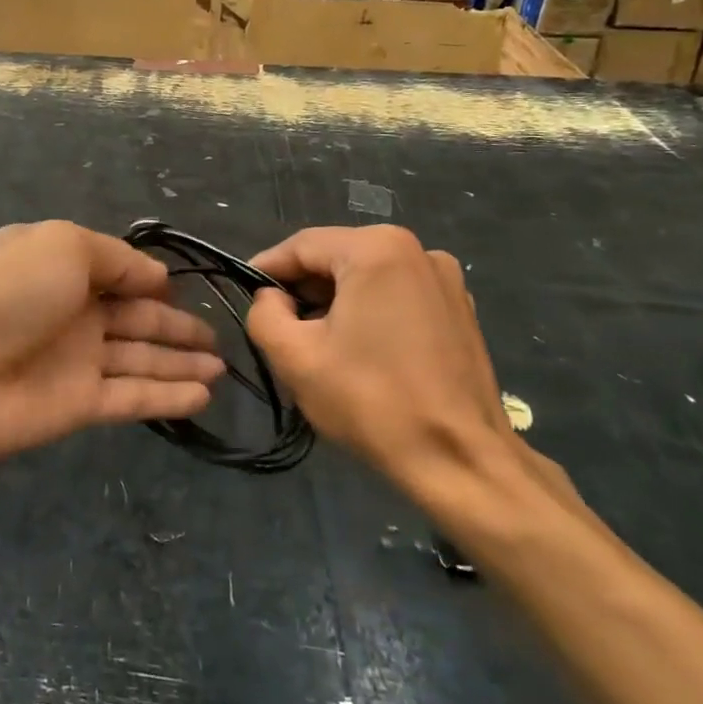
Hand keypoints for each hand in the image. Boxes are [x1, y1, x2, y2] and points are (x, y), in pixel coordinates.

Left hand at [0, 221, 223, 458]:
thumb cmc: (8, 294)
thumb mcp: (62, 246)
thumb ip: (114, 257)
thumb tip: (154, 275)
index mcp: (60, 268)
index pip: (117, 272)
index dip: (151, 280)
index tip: (184, 288)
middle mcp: (71, 312)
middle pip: (135, 318)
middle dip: (176, 325)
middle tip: (218, 337)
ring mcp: (75, 360)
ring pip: (140, 358)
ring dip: (181, 362)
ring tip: (222, 367)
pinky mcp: (79, 403)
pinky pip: (132, 396)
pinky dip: (167, 396)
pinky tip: (204, 395)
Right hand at [243, 226, 520, 510]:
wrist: (460, 458)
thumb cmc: (371, 401)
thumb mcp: (294, 357)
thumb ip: (264, 313)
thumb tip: (272, 298)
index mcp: (375, 249)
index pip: (302, 246)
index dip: (266, 268)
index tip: (242, 294)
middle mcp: (415, 249)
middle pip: (336, 257)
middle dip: (302, 288)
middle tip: (277, 326)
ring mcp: (444, 277)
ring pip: (366, 276)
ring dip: (334, 301)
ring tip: (314, 342)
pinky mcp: (459, 307)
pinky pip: (396, 294)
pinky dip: (368, 311)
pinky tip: (358, 350)